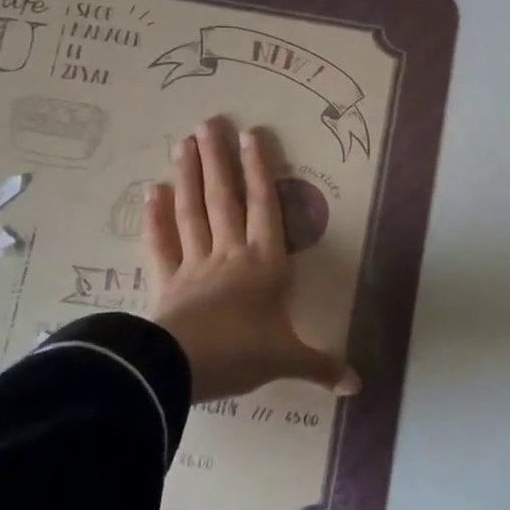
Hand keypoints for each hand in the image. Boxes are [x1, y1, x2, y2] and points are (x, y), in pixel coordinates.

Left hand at [142, 117, 359, 403]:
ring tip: (181, 142)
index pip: (264, 207)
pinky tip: (150, 191)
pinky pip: (160, 244)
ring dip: (186, 176)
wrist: (182, 369)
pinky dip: (155, 217)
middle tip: (208, 122)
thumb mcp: (288, 359)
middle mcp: (230, 253)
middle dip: (217, 160)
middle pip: (223, 198)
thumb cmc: (242, 353)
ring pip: (191, 211)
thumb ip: (322, 366)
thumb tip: (359, 387)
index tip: (250, 135)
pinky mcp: (165, 281)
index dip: (259, 170)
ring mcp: (194, 264)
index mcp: (264, 263)